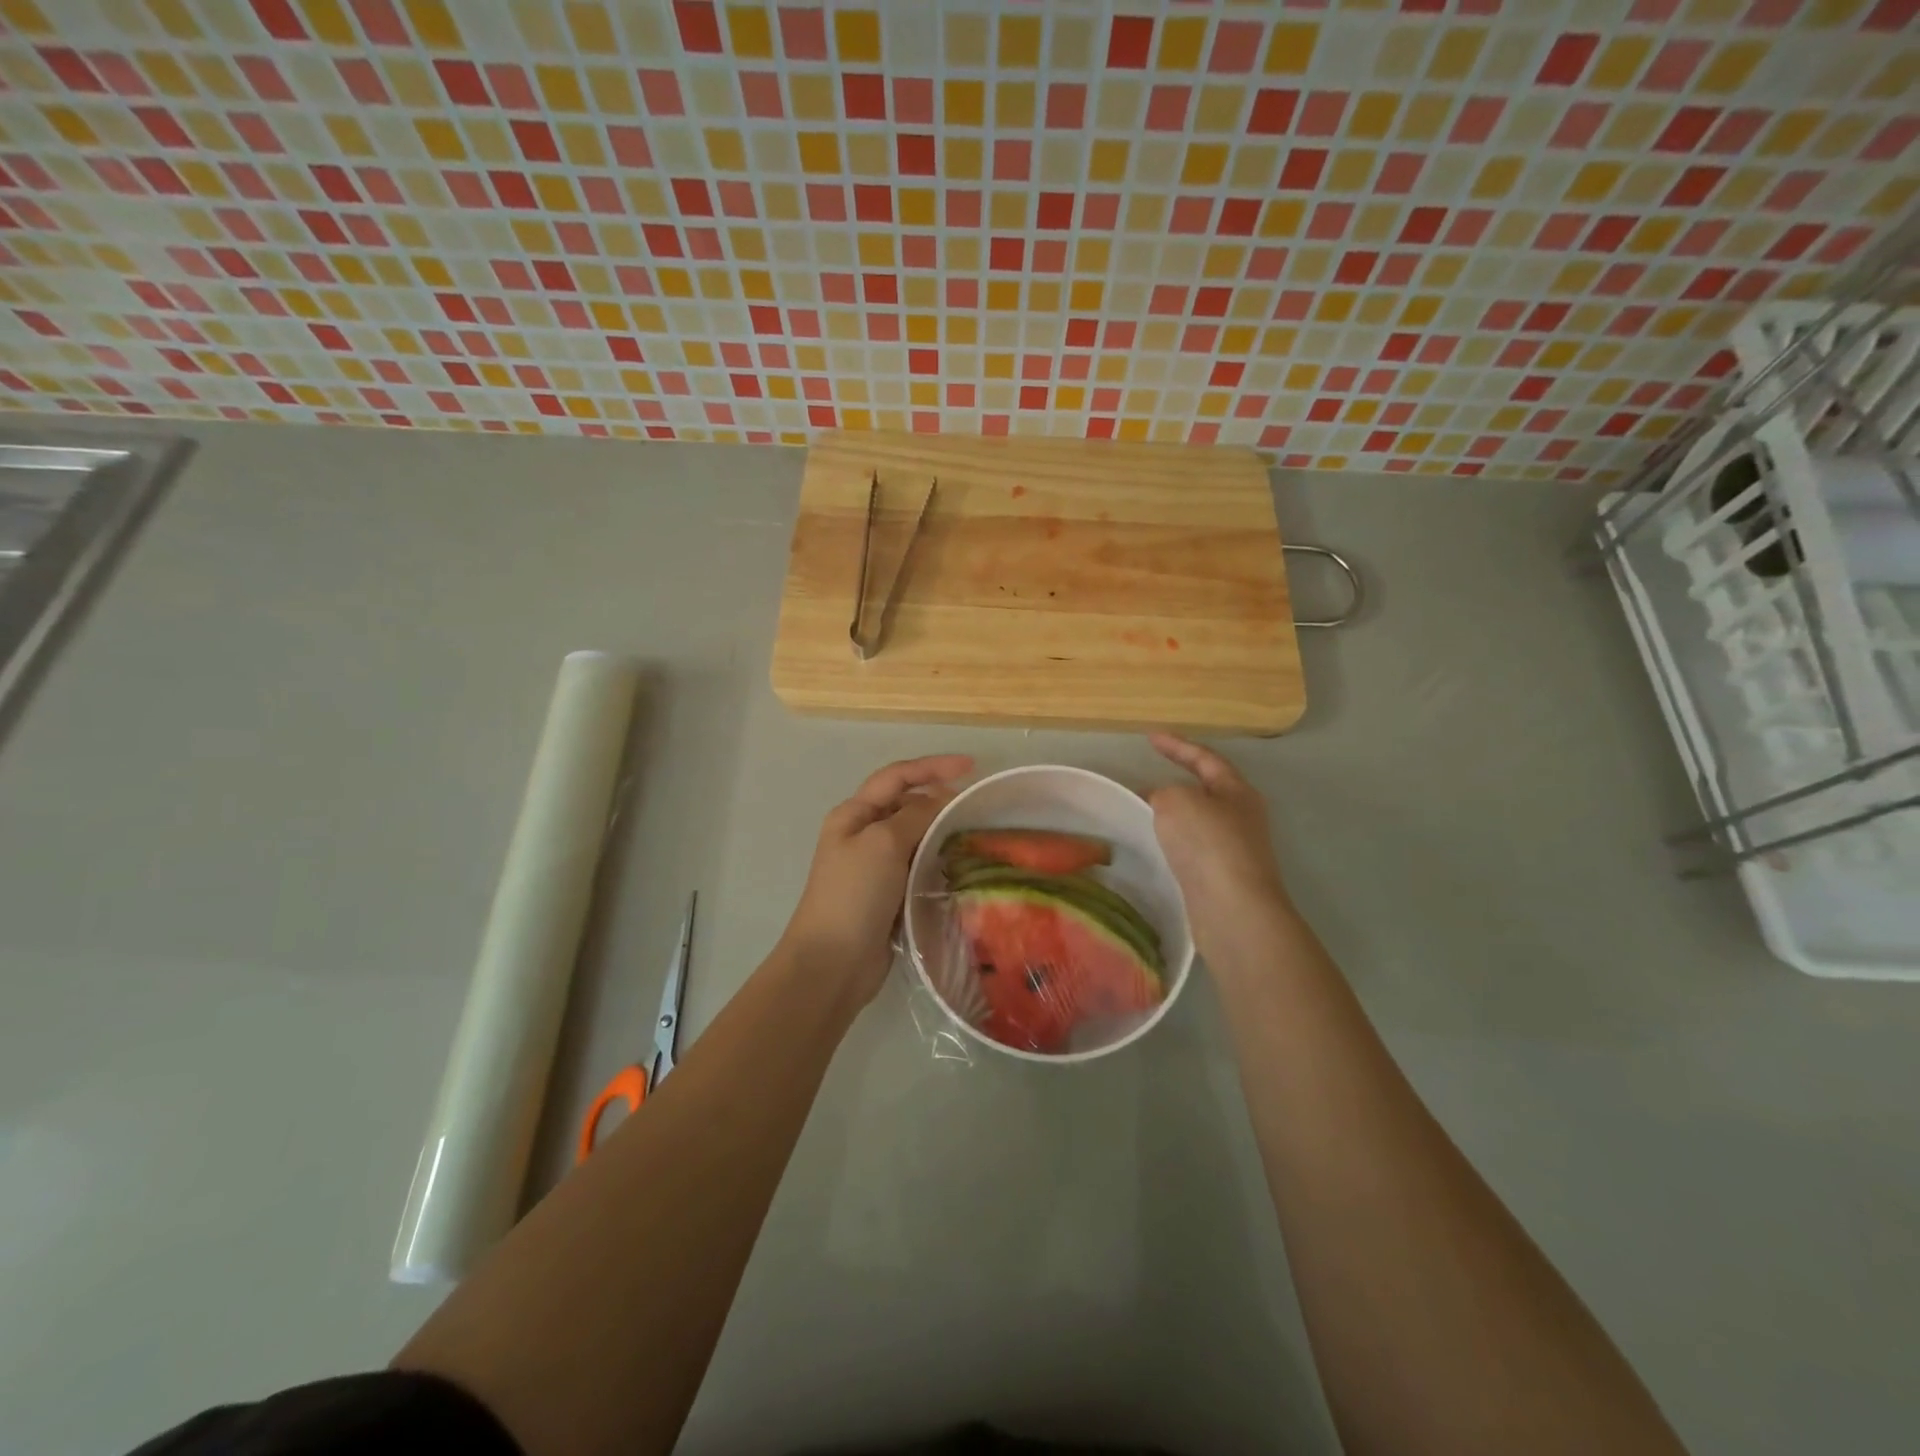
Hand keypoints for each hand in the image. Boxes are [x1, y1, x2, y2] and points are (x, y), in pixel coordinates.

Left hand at [779, 754, 974, 1002]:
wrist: (833, 962)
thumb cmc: (854, 894)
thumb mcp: (884, 843)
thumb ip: (915, 816)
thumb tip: (940, 802)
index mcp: (853, 815)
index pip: (897, 777)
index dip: (933, 766)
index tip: (972, 767)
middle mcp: (862, 835)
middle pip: (906, 804)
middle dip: (938, 800)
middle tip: (974, 807)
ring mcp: (874, 866)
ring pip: (915, 837)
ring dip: (940, 832)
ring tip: (974, 835)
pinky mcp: (888, 894)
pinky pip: (917, 866)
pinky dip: (937, 861)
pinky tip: (960, 867)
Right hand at [1147, 734, 1292, 955]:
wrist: (1233, 909)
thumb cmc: (1208, 844)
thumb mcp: (1176, 801)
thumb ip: (1164, 792)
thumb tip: (1163, 804)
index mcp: (1237, 790)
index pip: (1205, 758)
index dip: (1177, 745)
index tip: (1151, 737)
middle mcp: (1242, 817)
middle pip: (1207, 790)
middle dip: (1178, 782)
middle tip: (1146, 779)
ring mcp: (1235, 850)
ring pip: (1199, 822)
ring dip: (1174, 816)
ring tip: (1144, 814)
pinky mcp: (1223, 878)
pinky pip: (1193, 849)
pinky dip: (1174, 842)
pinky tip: (1157, 848)